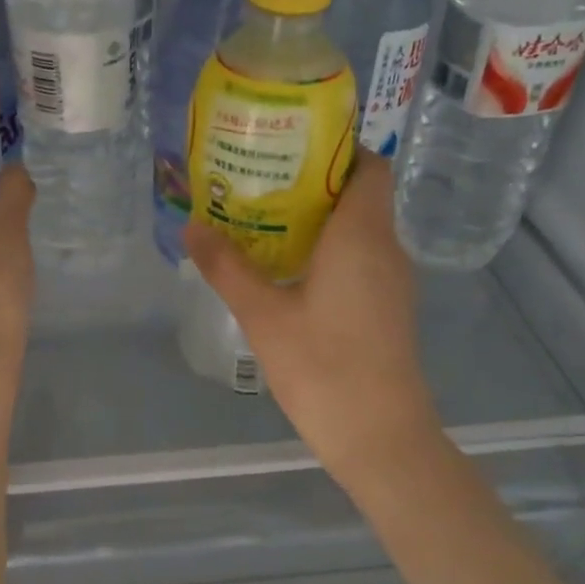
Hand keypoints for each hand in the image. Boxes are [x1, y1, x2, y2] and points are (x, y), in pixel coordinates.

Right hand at [185, 159, 442, 487]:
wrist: (380, 437)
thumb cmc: (323, 367)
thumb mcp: (263, 314)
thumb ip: (227, 267)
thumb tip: (192, 226)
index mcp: (362, 234)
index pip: (369, 165)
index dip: (338, 147)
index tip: (292, 146)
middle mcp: (386, 248)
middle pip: (360, 194)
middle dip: (314, 182)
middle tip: (261, 180)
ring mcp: (393, 282)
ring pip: (361, 230)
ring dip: (320, 220)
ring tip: (266, 219)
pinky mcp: (389, 309)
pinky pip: (361, 259)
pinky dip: (331, 251)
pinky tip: (290, 270)